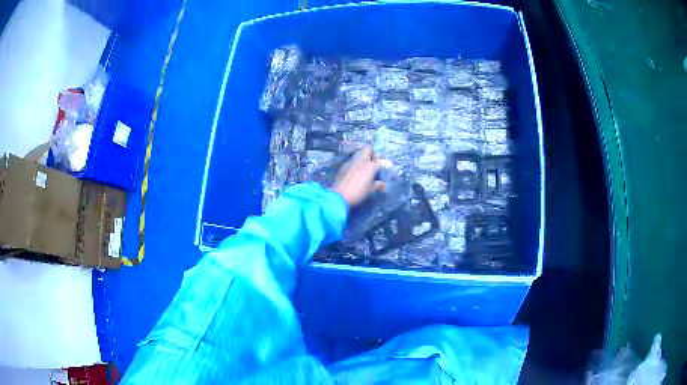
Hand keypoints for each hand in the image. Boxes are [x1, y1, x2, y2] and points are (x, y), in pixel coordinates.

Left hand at [333, 147, 385, 206]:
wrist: (339, 195)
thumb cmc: (358, 192)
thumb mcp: (370, 190)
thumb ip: (377, 185)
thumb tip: (382, 184)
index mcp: (370, 166)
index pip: (379, 160)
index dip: (381, 163)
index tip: (381, 168)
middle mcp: (361, 160)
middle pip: (368, 149)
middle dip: (371, 154)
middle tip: (372, 163)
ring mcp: (351, 161)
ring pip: (359, 153)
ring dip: (362, 158)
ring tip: (363, 168)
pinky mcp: (343, 165)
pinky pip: (352, 161)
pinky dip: (355, 164)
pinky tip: (354, 173)